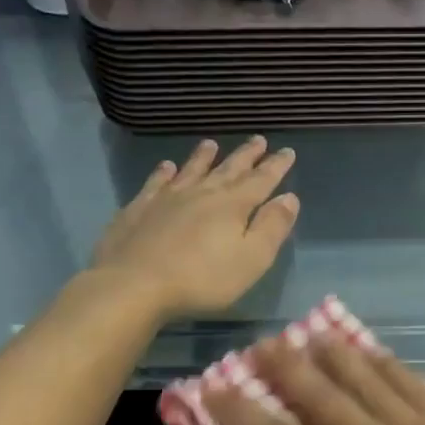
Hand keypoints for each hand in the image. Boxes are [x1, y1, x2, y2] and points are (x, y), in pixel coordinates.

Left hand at [93, 137, 298, 320]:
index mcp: (233, 205)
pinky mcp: (139, 209)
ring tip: (212, 144)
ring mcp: (167, 198)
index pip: (261, 180)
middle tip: (259, 139)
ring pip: (191, 170)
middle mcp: (202, 193)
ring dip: (204, 157)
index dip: (276, 166)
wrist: (134, 284)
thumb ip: (272, 227)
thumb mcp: (252, 259)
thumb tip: (289, 197)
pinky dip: (163, 172)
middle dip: (247, 155)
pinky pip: (156, 183)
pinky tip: (166, 166)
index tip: (287, 151)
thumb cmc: (202, 278)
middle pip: (229, 169)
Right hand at [203, 335, 424, 424]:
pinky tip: (378, 356)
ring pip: (366, 381)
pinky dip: (388, 366)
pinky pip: (412, 384)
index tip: (212, 388)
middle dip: (286, 372)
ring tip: (312, 335)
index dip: (241, 415)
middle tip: (262, 344)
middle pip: (322, 398)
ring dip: (335, 358)